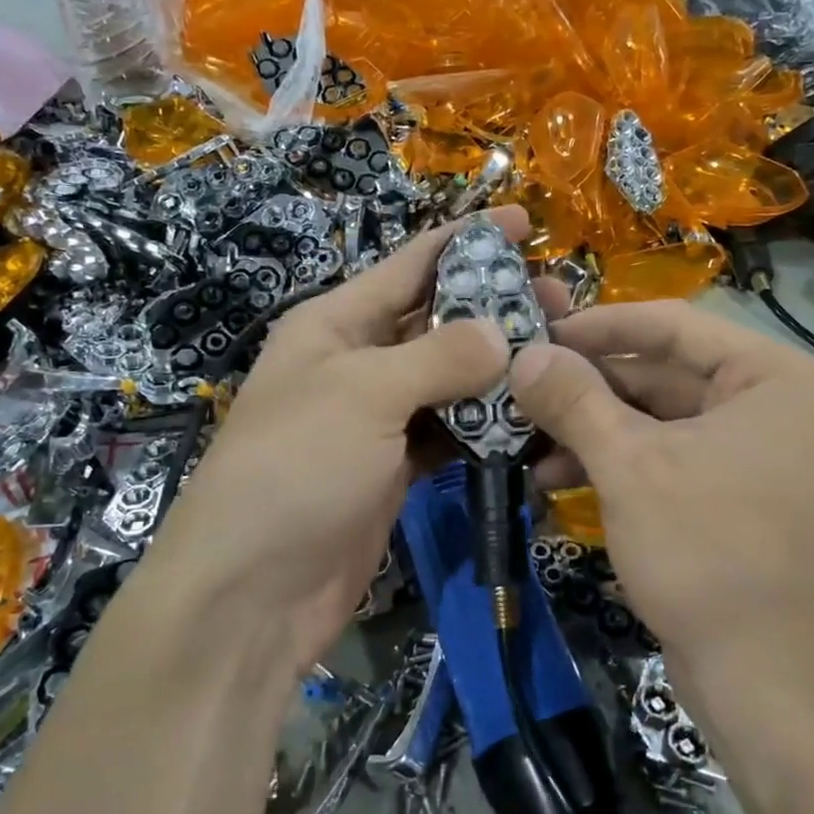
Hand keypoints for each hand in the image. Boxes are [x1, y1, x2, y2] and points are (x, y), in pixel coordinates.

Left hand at [135, 208, 525, 677]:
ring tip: (559, 356)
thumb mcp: (364, 394)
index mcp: (335, 324)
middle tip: (561, 302)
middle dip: (494, 307)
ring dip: (497, 370)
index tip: (524, 222)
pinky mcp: (394, 469)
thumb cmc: (297, 468)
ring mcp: (376, 419)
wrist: (252, 590)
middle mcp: (356, 362)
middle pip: (437, 320)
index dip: (466, 240)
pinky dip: (484, 427)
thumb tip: (498, 333)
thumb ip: (438, 357)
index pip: (409, 265)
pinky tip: (530, 420)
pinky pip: (448, 433)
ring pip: (449, 380)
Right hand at [511, 301, 813, 728]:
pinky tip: (555, 479)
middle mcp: (771, 405)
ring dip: (592, 430)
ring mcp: (754, 454)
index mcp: (772, 376)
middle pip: (662, 373)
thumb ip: (575, 400)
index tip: (537, 331)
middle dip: (587, 388)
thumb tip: (525, 354)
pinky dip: (615, 464)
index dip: (598, 326)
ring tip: (527, 442)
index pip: (672, 325)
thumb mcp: (630, 465)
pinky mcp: (732, 497)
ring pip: (657, 420)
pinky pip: (665, 459)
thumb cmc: (707, 551)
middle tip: (521, 390)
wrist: (768, 682)